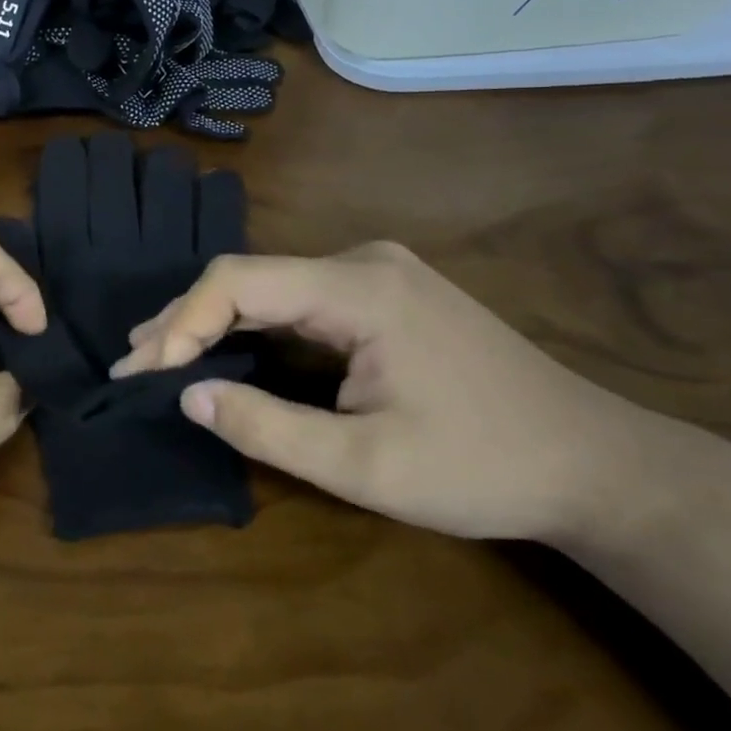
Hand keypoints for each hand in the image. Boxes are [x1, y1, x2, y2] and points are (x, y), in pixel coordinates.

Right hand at [109, 241, 641, 541]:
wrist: (596, 464)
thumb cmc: (483, 468)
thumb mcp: (366, 468)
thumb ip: (267, 429)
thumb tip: (186, 395)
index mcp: (359, 288)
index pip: (239, 281)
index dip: (180, 322)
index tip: (143, 372)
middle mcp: (362, 261)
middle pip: (250, 277)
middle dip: (187, 319)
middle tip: (135, 363)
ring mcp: (377, 272)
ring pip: (272, 285)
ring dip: (216, 321)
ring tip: (162, 355)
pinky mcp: (385, 292)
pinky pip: (299, 298)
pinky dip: (255, 325)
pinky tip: (225, 347)